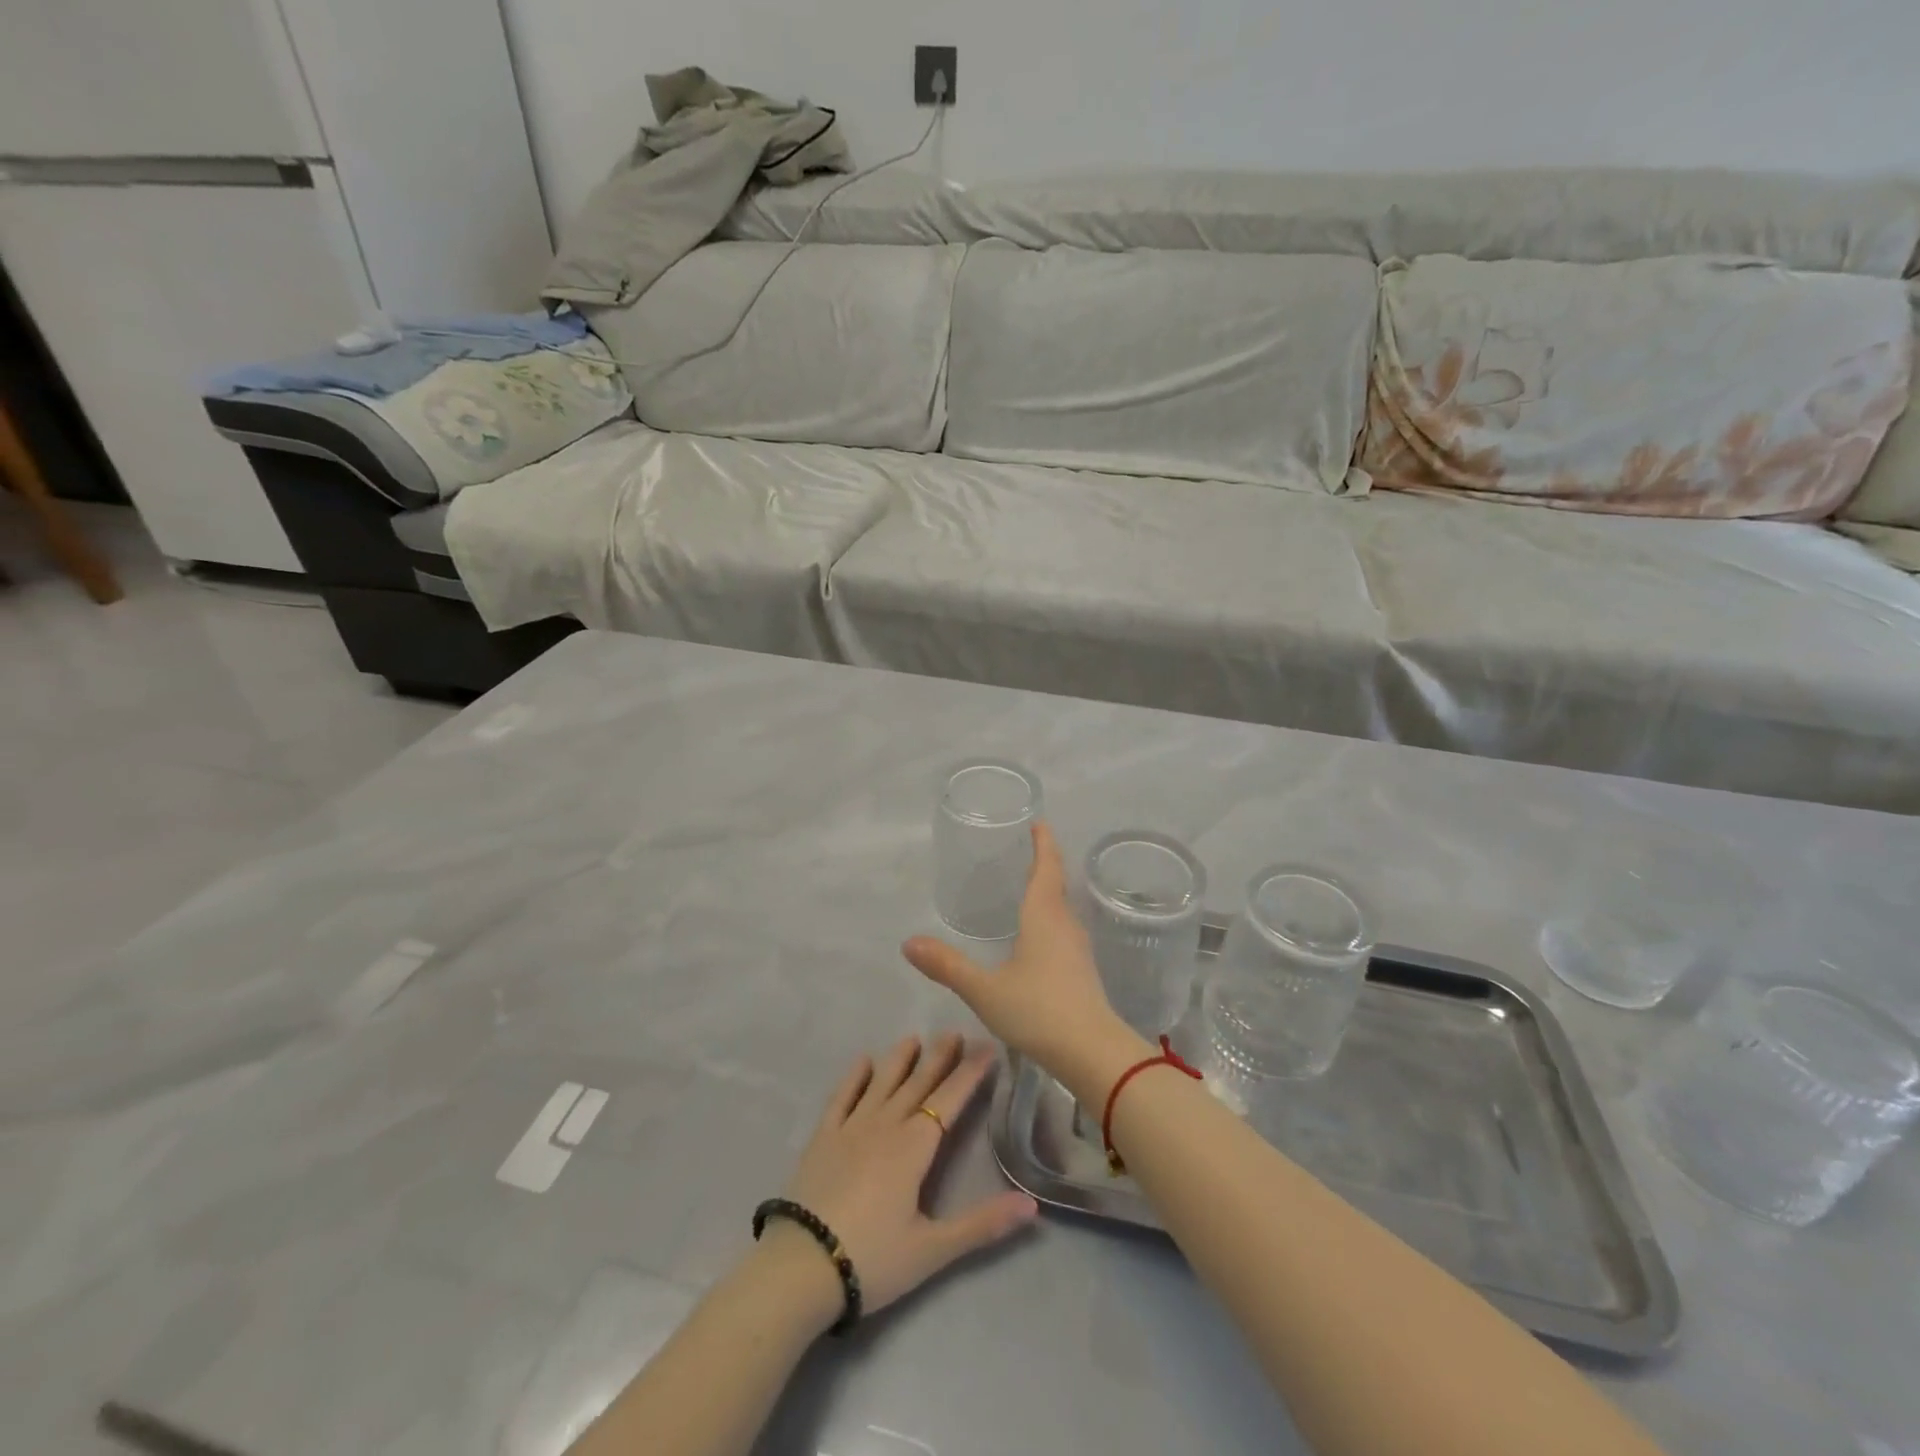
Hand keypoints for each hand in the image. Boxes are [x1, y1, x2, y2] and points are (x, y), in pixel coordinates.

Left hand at [777, 1032, 1037, 1317]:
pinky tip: (863, 1061)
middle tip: (954, 1033)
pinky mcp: (823, 1138)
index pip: (949, 1100)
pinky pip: (842, 1097)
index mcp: (914, 1147)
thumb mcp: (932, 1250)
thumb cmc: (872, 1258)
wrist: (801, 1267)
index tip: (987, 1047)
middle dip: (939, 1058)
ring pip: (882, 1083)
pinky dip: (854, 1077)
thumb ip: (982, 1224)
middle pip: (918, 1084)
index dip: (970, 1073)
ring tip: (914, 1038)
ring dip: (900, 1060)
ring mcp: (851, 1128)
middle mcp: (885, 1126)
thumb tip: (1032, 1204)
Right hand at [902, 823, 1150, 1098]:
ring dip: (1049, 893)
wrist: (1093, 1052)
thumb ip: (948, 966)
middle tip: (1027, 850)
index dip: (1043, 844)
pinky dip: (1051, 919)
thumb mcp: (985, 989)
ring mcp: (1078, 948)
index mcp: (1044, 916)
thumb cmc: (1038, 1010)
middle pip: (1056, 885)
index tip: (1039, 822)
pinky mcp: (1083, 971)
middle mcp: (1065, 924)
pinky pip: (1064, 930)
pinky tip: (1039, 936)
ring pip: (1062, 909)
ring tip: (1029, 888)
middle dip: (1044, 865)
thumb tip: (909, 943)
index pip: (1046, 868)